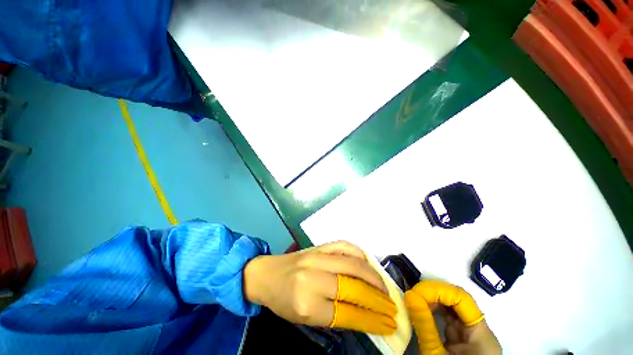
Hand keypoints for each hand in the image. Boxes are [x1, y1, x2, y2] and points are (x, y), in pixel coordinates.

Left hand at [244, 241, 396, 333]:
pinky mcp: (319, 246)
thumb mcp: (304, 318)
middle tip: (392, 307)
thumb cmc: (283, 300)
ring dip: (374, 277)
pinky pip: (344, 246)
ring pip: (353, 265)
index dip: (372, 321)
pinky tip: (367, 262)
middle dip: (378, 300)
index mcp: (307, 304)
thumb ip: (333, 317)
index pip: (348, 314)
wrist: (267, 273)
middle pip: (353, 288)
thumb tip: (364, 316)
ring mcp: (317, 258)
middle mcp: (314, 278)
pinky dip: (359, 253)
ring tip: (385, 288)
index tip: (388, 324)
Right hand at [404, 280, 500, 354]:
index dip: (439, 290)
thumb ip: (424, 325)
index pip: (462, 299)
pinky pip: (449, 319)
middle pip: (458, 301)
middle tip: (412, 295)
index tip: (416, 291)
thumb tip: (409, 295)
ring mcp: (472, 335)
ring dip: (432, 301)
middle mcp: (480, 331)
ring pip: (452, 308)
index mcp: (481, 335)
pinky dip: (434, 312)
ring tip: (414, 302)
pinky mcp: (463, 339)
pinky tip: (422, 311)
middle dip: (433, 294)